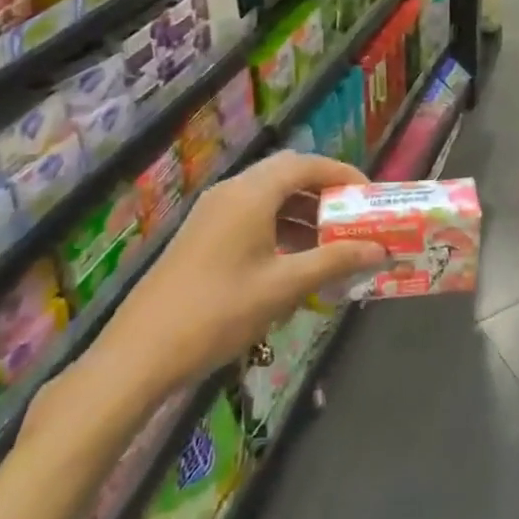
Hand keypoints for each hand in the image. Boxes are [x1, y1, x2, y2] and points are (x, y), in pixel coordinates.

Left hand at [93, 152, 386, 396]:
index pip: (307, 164)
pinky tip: (293, 260)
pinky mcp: (202, 234)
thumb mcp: (283, 287)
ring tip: (331, 242)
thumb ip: (334, 261)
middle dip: (324, 192)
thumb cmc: (218, 312)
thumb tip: (379, 249)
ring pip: (269, 195)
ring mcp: (213, 212)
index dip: (343, 174)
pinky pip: (251, 214)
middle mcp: (232, 191)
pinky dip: (279, 226)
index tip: (370, 197)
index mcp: (252, 193)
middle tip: (353, 217)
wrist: (139, 354)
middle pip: (288, 174)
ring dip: (302, 211)